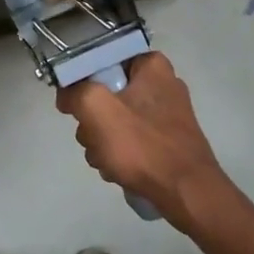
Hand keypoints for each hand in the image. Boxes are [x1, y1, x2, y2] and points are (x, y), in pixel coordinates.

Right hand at [55, 52, 236, 234]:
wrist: (186, 193)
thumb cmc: (143, 146)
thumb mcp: (97, 109)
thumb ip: (75, 92)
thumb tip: (67, 96)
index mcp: (151, 65)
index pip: (103, 60)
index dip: (82, 82)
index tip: (74, 104)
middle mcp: (161, 84)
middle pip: (106, 93)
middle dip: (92, 121)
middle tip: (95, 138)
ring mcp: (165, 115)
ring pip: (114, 120)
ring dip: (102, 142)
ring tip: (108, 160)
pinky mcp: (165, 140)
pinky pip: (130, 140)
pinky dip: (119, 154)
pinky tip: (118, 170)